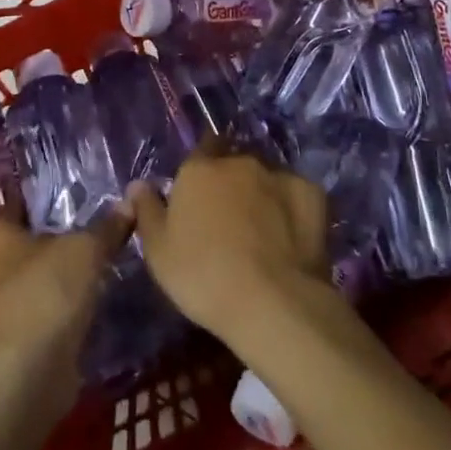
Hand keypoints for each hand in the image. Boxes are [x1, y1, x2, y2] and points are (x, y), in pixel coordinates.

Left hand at [0, 207, 132, 420]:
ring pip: (30, 279)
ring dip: (56, 278)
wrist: (25, 376)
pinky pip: (36, 311)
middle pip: (24, 242)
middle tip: (93, 229)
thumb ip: (106, 227)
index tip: (75, 193)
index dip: (45, 197)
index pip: (18, 202)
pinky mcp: (6, 341)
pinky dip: (56, 309)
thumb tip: (130, 203)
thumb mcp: (85, 251)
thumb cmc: (45, 293)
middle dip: (54, 239)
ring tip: (96, 267)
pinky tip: (85, 305)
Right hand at [126, 142, 329, 347]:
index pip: (202, 147)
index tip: (203, 190)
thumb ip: (147, 210)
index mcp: (199, 170)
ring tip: (263, 231)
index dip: (203, 165)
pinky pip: (297, 196)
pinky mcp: (312, 194)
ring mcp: (279, 175)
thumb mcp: (158, 251)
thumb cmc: (203, 276)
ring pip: (267, 178)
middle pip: (235, 163)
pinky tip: (291, 237)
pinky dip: (292, 210)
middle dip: (233, 181)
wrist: (272, 302)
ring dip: (262, 194)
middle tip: (231, 217)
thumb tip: (138, 183)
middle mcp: (239, 162)